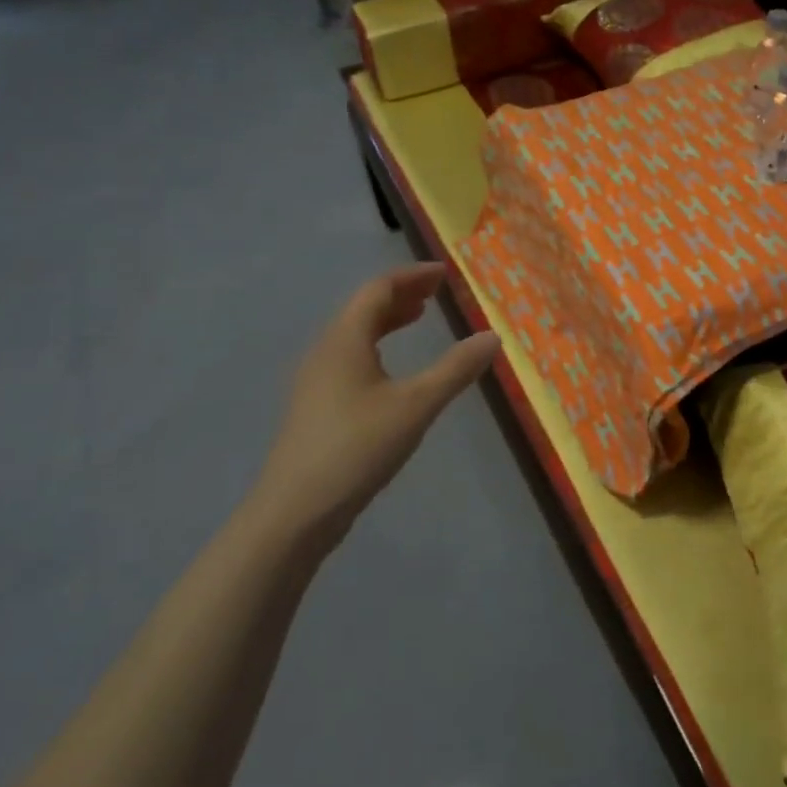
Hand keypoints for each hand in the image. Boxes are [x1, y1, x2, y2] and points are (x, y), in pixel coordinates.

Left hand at [254, 263, 499, 538]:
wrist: (294, 513)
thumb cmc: (357, 448)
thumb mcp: (416, 406)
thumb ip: (455, 369)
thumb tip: (492, 337)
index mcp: (345, 340)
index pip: (378, 289)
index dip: (411, 277)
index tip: (443, 273)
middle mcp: (325, 351)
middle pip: (363, 308)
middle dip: (401, 294)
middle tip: (436, 292)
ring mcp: (316, 381)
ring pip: (354, 334)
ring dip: (387, 319)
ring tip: (417, 318)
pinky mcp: (315, 407)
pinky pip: (349, 357)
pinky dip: (376, 346)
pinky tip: (391, 370)